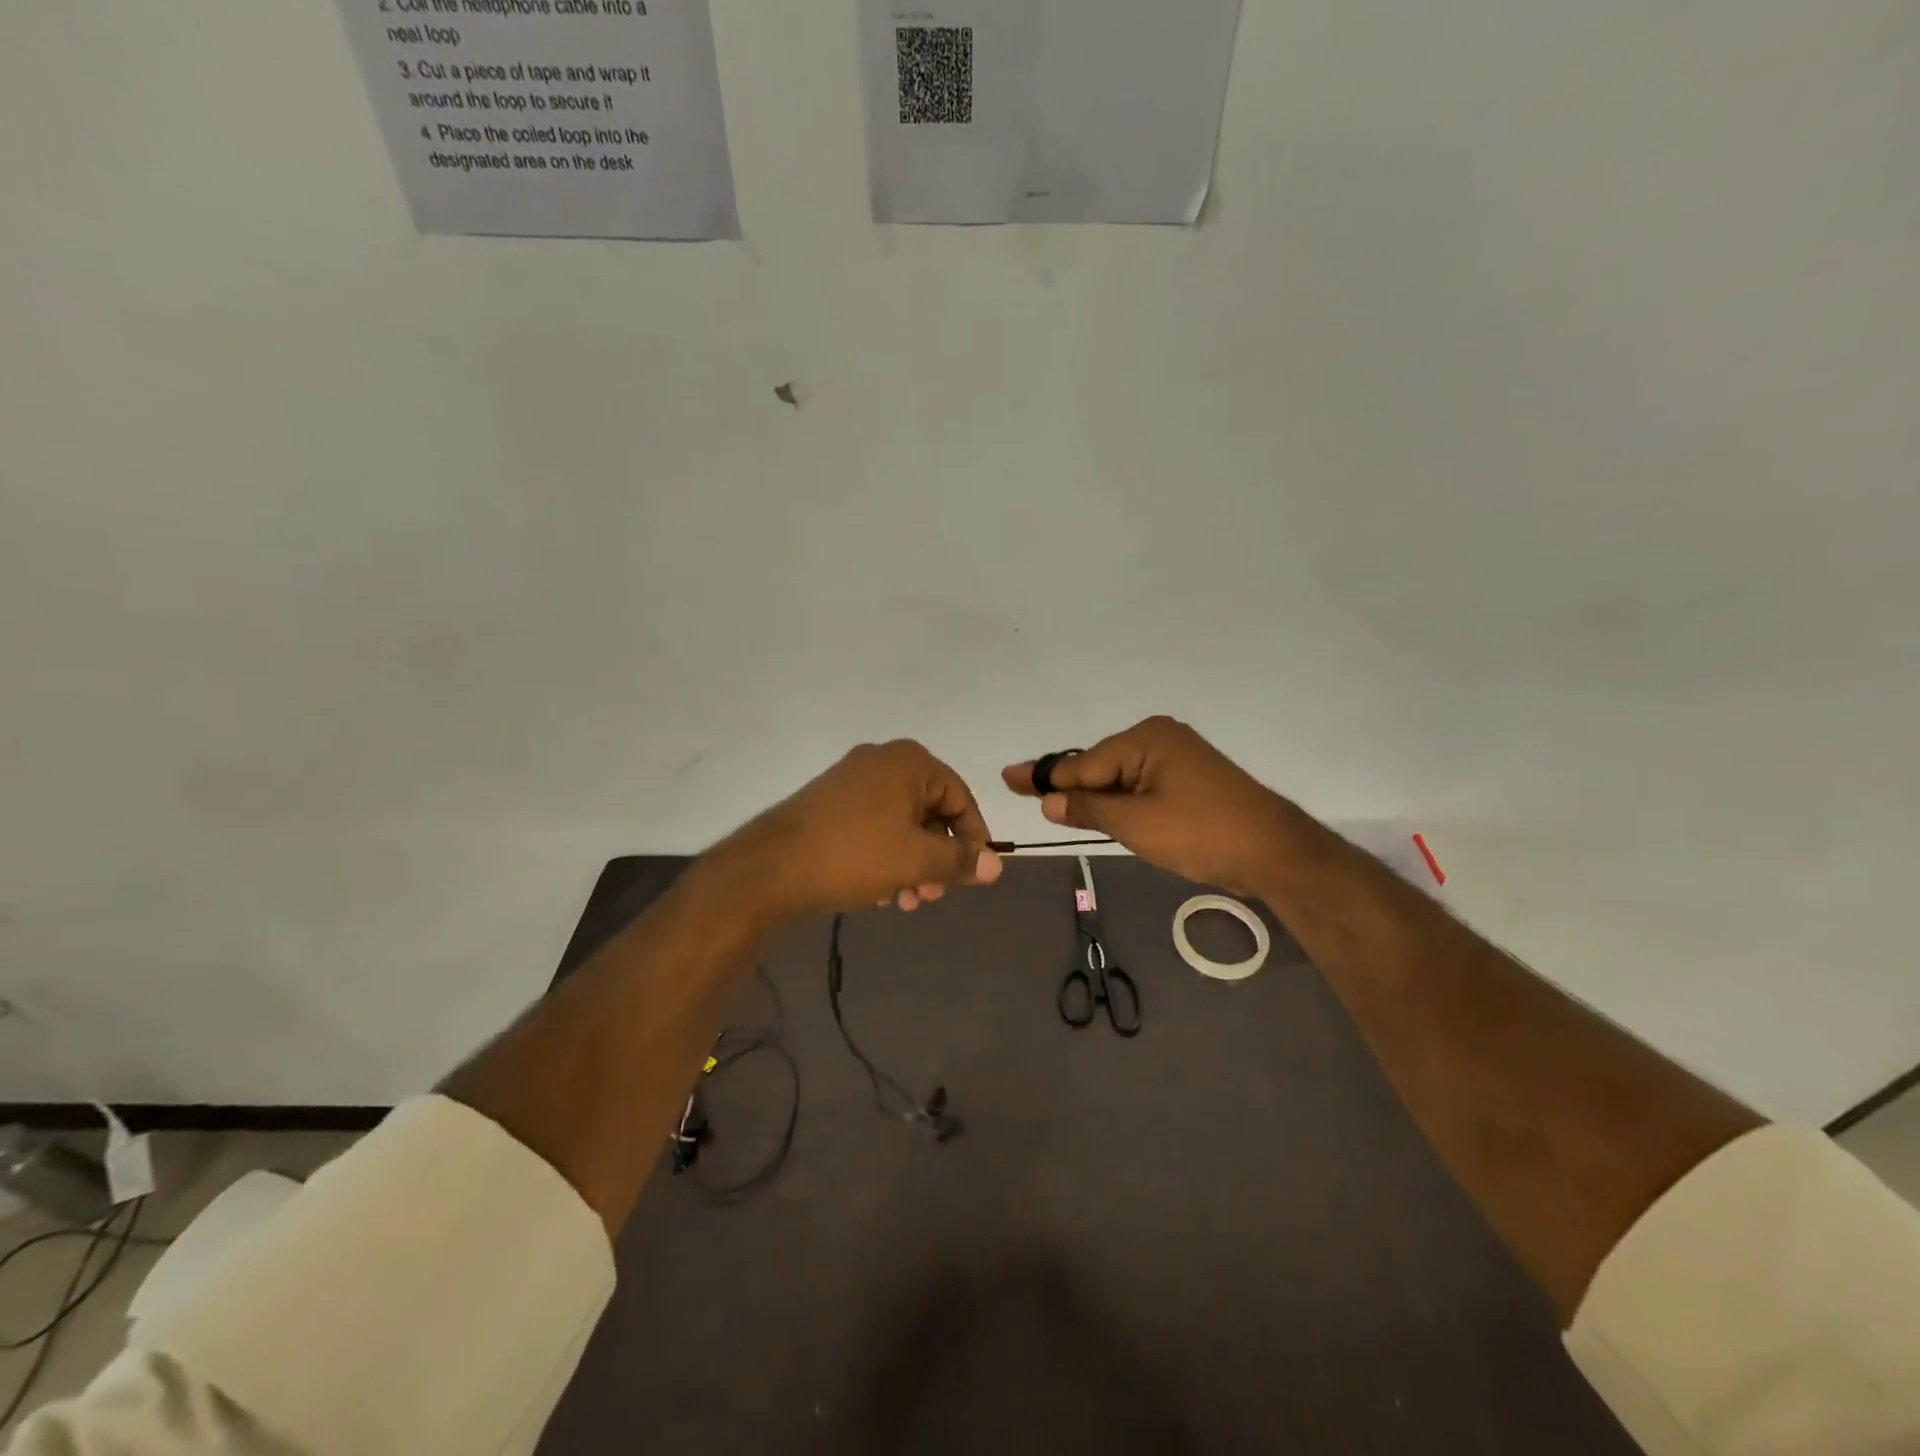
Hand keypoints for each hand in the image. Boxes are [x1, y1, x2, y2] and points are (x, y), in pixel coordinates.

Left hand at [716, 740, 1001, 921]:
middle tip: (932, 895)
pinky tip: (880, 892)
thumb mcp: (917, 861)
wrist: (771, 867)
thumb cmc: (855, 855)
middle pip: (930, 811)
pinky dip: (885, 855)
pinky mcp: (830, 801)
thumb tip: (997, 865)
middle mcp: (883, 761)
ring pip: (901, 823)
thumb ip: (961, 860)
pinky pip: (874, 825)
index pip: (960, 798)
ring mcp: (852, 779)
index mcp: (910, 763)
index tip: (974, 874)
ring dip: (912, 862)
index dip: (973, 838)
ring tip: (906, 900)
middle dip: (937, 857)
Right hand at [1002, 716, 1303, 897]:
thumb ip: (1088, 808)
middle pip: (1099, 766)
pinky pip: (1140, 786)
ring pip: (1119, 778)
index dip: (1043, 777)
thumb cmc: (1201, 833)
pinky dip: (1119, 801)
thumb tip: (1049, 800)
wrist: (1274, 852)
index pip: (1083, 763)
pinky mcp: (1189, 780)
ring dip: (1093, 797)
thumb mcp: (1135, 824)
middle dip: (1067, 785)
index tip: (1007, 777)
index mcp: (1146, 739)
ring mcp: (1178, 758)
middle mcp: (1160, 738)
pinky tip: (1099, 811)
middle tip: (1021, 790)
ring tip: (1054, 807)